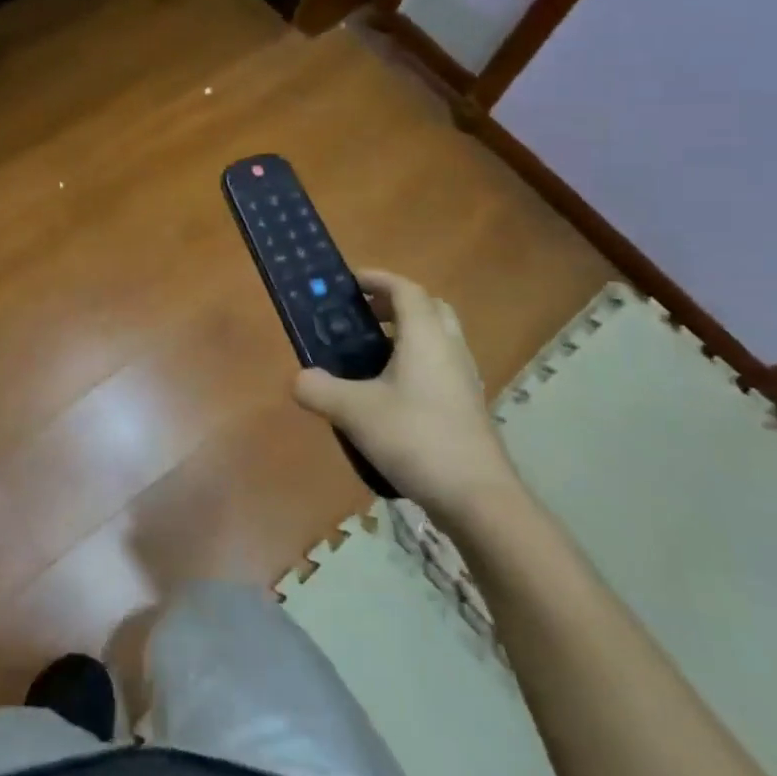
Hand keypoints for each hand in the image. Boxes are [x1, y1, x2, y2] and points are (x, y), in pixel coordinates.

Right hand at [293, 271, 522, 526]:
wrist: (476, 496)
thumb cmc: (415, 438)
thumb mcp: (354, 412)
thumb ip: (319, 389)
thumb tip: (300, 379)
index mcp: (426, 336)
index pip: (405, 289)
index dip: (377, 279)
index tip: (349, 282)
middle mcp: (450, 348)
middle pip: (428, 308)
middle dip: (394, 304)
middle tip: (362, 316)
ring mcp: (463, 378)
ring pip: (437, 338)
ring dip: (405, 335)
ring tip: (368, 355)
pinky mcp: (466, 405)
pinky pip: (440, 366)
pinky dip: (415, 363)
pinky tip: (388, 393)